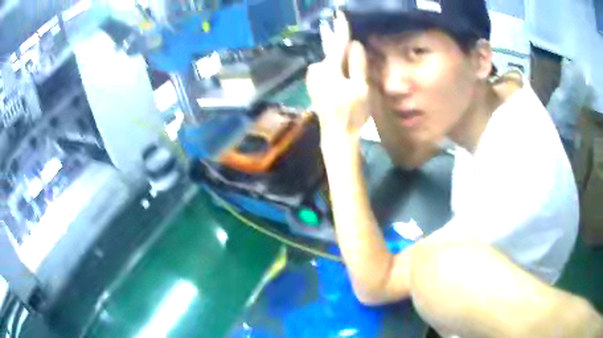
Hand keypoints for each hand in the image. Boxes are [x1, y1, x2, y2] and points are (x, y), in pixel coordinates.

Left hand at [306, 13, 370, 152]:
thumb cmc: (352, 114)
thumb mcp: (361, 89)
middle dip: (339, 42)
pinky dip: (332, 64)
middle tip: (345, 33)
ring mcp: (313, 79)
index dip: (341, 28)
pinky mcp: (313, 86)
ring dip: (336, 56)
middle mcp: (316, 70)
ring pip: (327, 60)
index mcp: (329, 69)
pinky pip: (323, 68)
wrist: (336, 135)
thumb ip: (357, 65)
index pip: (338, 44)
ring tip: (347, 55)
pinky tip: (339, 69)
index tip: (340, 14)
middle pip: (331, 51)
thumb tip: (355, 44)